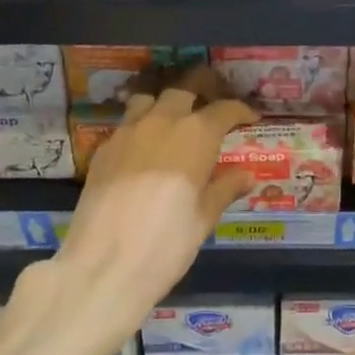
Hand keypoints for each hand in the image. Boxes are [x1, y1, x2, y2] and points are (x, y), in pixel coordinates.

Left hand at [50, 71, 255, 332]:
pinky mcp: (103, 149)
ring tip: (173, 121)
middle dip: (202, 92)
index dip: (240, 111)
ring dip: (165, 104)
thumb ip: (225, 189)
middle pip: (184, 90)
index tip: (250, 119)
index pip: (224, 109)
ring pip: (149, 99)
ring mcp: (128, 131)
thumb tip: (246, 175)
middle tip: (211, 109)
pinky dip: (140, 127)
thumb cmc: (167, 243)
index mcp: (196, 134)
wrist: (104, 265)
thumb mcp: (204, 218)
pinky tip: (143, 151)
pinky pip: (126, 124)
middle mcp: (162, 121)